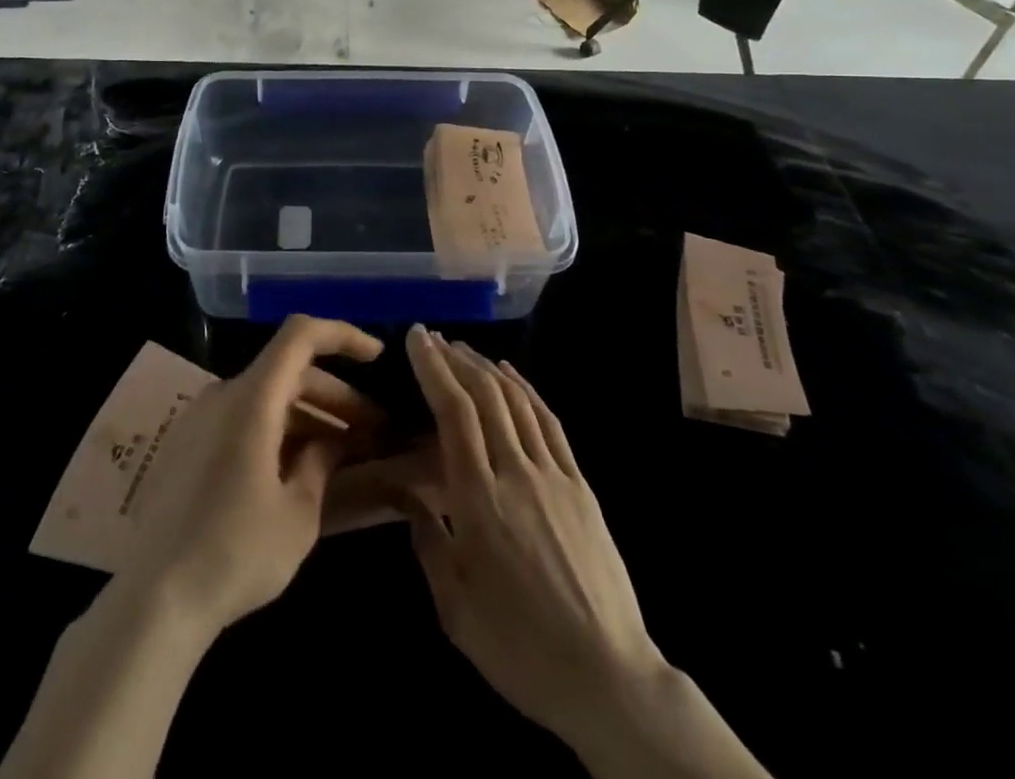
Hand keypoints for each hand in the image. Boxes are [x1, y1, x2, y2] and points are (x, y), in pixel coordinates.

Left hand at [123, 315, 383, 635]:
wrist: (153, 600)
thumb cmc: (235, 553)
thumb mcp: (298, 514)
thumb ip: (321, 463)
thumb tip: (331, 441)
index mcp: (252, 398)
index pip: (301, 335)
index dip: (343, 335)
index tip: (378, 358)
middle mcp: (222, 394)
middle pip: (289, 372)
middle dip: (336, 396)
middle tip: (373, 431)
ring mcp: (199, 418)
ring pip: (266, 398)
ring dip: (308, 417)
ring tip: (343, 454)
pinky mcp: (186, 445)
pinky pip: (241, 419)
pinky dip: (276, 431)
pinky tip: (296, 470)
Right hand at [397, 326, 660, 751]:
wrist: (607, 677)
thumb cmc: (519, 647)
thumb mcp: (455, 607)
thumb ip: (427, 541)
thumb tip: (407, 496)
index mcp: (479, 500)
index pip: (454, 412)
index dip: (434, 368)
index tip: (416, 338)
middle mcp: (517, 473)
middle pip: (485, 395)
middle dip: (455, 358)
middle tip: (433, 337)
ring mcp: (554, 475)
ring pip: (517, 400)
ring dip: (487, 367)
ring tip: (464, 349)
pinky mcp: (581, 485)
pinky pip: (548, 422)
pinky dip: (526, 389)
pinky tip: (511, 376)